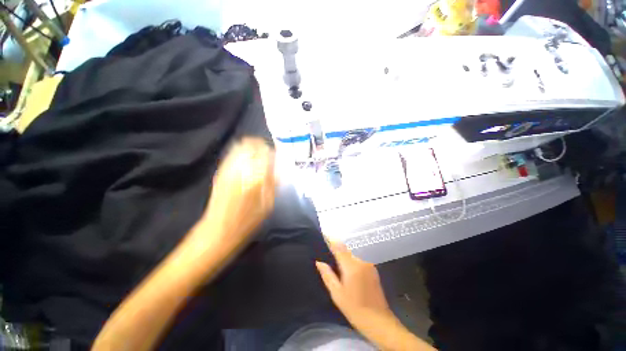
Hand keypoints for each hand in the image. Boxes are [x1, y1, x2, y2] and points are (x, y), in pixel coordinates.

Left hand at [202, 137, 276, 248]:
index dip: (273, 151)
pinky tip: (246, 160)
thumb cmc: (248, 222)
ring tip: (258, 154)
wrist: (218, 231)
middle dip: (261, 145)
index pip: (266, 153)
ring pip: (240, 147)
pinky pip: (231, 155)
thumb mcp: (268, 205)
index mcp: (255, 178)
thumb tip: (278, 168)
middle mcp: (240, 169)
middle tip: (268, 152)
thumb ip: (273, 183)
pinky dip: (241, 152)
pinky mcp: (220, 173)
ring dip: (251, 147)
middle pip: (251, 145)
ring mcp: (228, 170)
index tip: (277, 155)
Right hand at [317, 242, 435, 350]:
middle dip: (337, 253)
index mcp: (351, 266)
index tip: (323, 236)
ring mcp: (369, 265)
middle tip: (328, 260)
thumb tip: (319, 262)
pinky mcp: (373, 269)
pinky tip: (350, 276)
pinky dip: (352, 264)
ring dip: (345, 260)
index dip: (330, 240)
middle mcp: (361, 261)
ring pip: (352, 257)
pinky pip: (358, 262)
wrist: (379, 322)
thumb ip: (327, 275)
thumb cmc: (354, 309)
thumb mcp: (337, 294)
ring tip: (338, 271)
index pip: (339, 247)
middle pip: (346, 251)